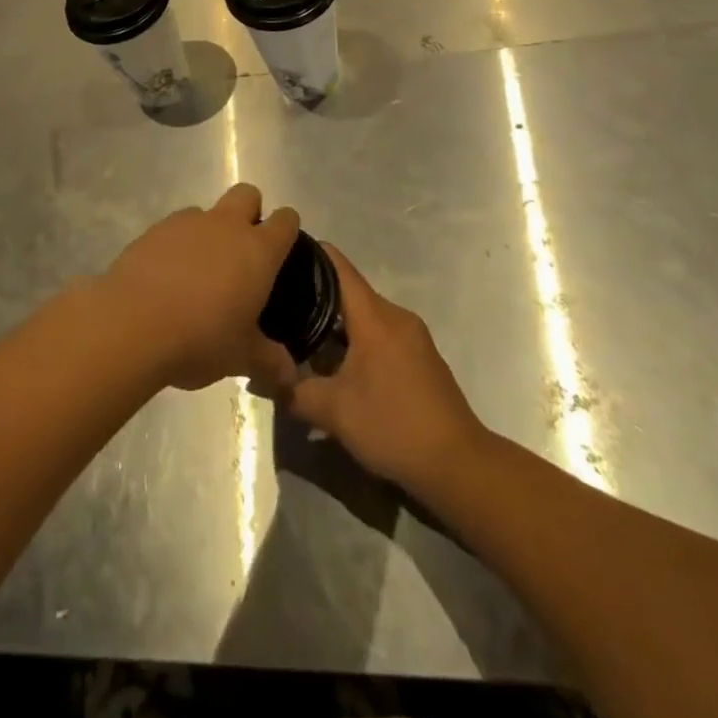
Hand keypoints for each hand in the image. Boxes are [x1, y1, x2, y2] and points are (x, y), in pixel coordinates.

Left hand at [100, 184, 300, 392]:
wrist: (131, 325)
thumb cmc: (200, 339)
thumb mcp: (241, 358)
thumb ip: (269, 361)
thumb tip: (289, 375)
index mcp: (257, 250)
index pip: (285, 220)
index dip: (287, 228)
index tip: (284, 248)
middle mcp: (225, 226)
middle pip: (247, 194)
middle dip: (250, 212)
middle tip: (242, 251)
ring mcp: (186, 223)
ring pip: (207, 211)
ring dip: (209, 231)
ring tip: (199, 272)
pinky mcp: (153, 230)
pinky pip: (174, 228)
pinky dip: (177, 244)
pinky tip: (167, 277)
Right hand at [280, 245, 487, 493]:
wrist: (458, 463)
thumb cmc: (393, 425)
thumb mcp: (334, 412)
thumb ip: (293, 391)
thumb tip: (260, 379)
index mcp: (375, 317)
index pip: (340, 268)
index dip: (312, 255)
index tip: (281, 253)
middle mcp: (396, 317)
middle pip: (350, 292)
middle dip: (316, 296)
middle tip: (280, 304)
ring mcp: (412, 337)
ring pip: (366, 316)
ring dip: (336, 324)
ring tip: (300, 335)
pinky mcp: (421, 358)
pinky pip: (381, 334)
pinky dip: (356, 340)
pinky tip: (336, 364)